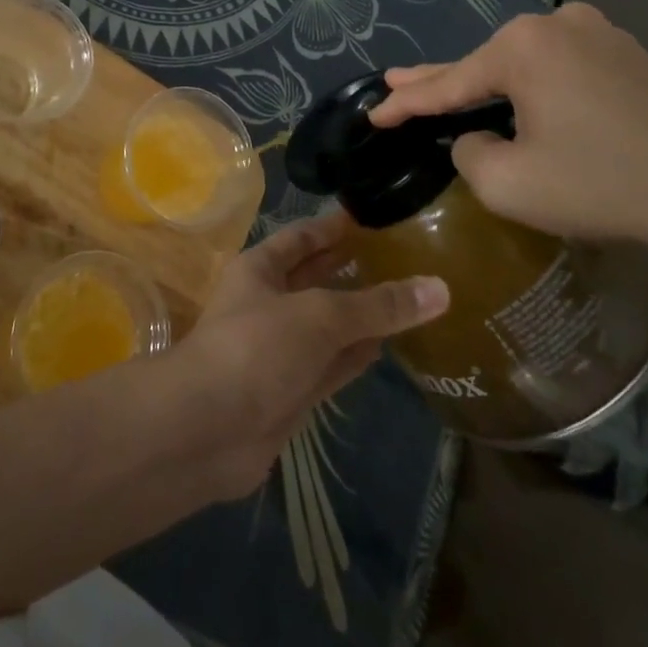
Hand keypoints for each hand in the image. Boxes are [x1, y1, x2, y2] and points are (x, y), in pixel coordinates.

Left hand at [169, 214, 447, 499]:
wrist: (206, 430)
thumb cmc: (256, 348)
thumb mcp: (320, 316)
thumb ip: (378, 305)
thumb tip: (440, 288)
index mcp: (260, 269)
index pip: (301, 238)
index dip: (333, 227)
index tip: (370, 216)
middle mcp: (267, 304)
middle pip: (315, 279)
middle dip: (350, 267)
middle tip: (400, 255)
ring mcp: (279, 350)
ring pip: (327, 325)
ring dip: (360, 315)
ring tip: (405, 297)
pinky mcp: (291, 392)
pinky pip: (331, 365)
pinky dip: (356, 356)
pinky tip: (388, 346)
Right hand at [368, 5, 647, 271]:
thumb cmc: (606, 185)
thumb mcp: (510, 184)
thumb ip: (470, 155)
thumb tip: (478, 140)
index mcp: (523, 46)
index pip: (449, 82)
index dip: (406, 103)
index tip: (373, 111)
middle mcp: (557, 24)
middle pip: (484, 64)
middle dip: (438, 81)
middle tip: (395, 83)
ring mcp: (598, 34)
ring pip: (524, 66)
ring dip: (489, 87)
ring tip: (452, 98)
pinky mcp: (628, 55)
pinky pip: (560, 71)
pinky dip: (532, 90)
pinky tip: (519, 102)